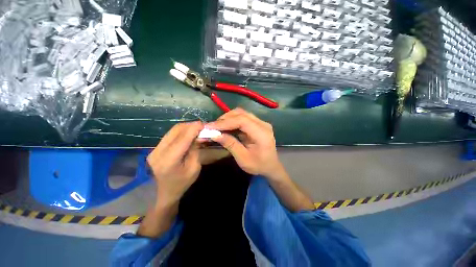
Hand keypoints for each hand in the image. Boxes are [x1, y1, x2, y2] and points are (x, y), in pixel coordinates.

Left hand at [147, 121, 203, 204]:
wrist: (163, 193)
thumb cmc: (182, 183)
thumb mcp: (194, 168)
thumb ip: (195, 150)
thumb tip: (198, 136)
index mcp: (169, 161)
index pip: (182, 139)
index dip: (193, 129)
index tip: (203, 124)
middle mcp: (158, 152)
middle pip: (175, 131)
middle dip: (190, 125)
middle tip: (201, 126)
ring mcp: (154, 149)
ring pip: (172, 131)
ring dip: (186, 128)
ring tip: (196, 129)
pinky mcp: (155, 148)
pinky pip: (170, 135)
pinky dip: (181, 132)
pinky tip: (188, 134)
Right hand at [206, 108, 284, 179]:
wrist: (271, 166)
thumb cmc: (258, 165)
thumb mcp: (243, 158)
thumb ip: (230, 144)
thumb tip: (215, 134)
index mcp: (262, 133)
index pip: (242, 121)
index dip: (225, 122)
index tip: (210, 126)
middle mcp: (263, 124)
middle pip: (241, 114)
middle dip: (225, 119)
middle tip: (212, 127)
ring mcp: (261, 122)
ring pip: (241, 114)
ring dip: (228, 118)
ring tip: (217, 127)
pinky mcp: (258, 124)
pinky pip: (243, 118)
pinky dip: (232, 121)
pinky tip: (226, 127)